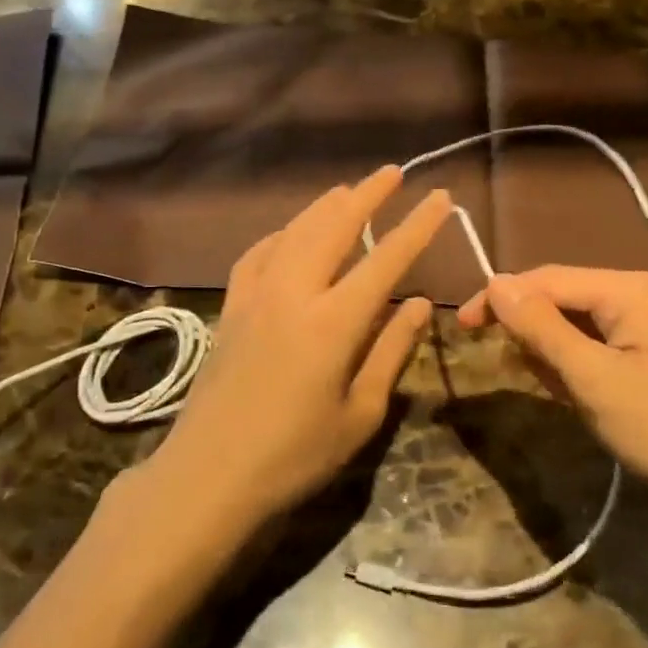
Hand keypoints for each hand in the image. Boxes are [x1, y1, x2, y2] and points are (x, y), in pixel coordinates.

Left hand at [144, 167, 449, 533]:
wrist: (207, 475)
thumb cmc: (294, 455)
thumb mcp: (359, 413)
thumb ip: (391, 351)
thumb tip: (421, 304)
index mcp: (333, 322)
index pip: (386, 260)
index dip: (417, 225)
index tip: (440, 196)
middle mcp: (294, 293)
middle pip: (335, 227)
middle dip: (367, 195)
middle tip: (392, 172)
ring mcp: (256, 295)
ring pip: (295, 232)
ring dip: (325, 206)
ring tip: (347, 190)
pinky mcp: (231, 307)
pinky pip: (257, 254)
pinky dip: (280, 234)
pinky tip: (289, 233)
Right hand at [458, 267, 647, 510]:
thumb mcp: (593, 379)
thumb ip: (542, 327)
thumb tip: (495, 283)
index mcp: (628, 290)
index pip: (546, 278)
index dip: (501, 299)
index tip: (463, 328)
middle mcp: (638, 295)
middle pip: (561, 298)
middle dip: (532, 332)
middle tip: (515, 370)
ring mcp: (647, 326)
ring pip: (575, 325)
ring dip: (554, 356)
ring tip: (560, 394)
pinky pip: (595, 347)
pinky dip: (576, 369)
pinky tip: (579, 398)